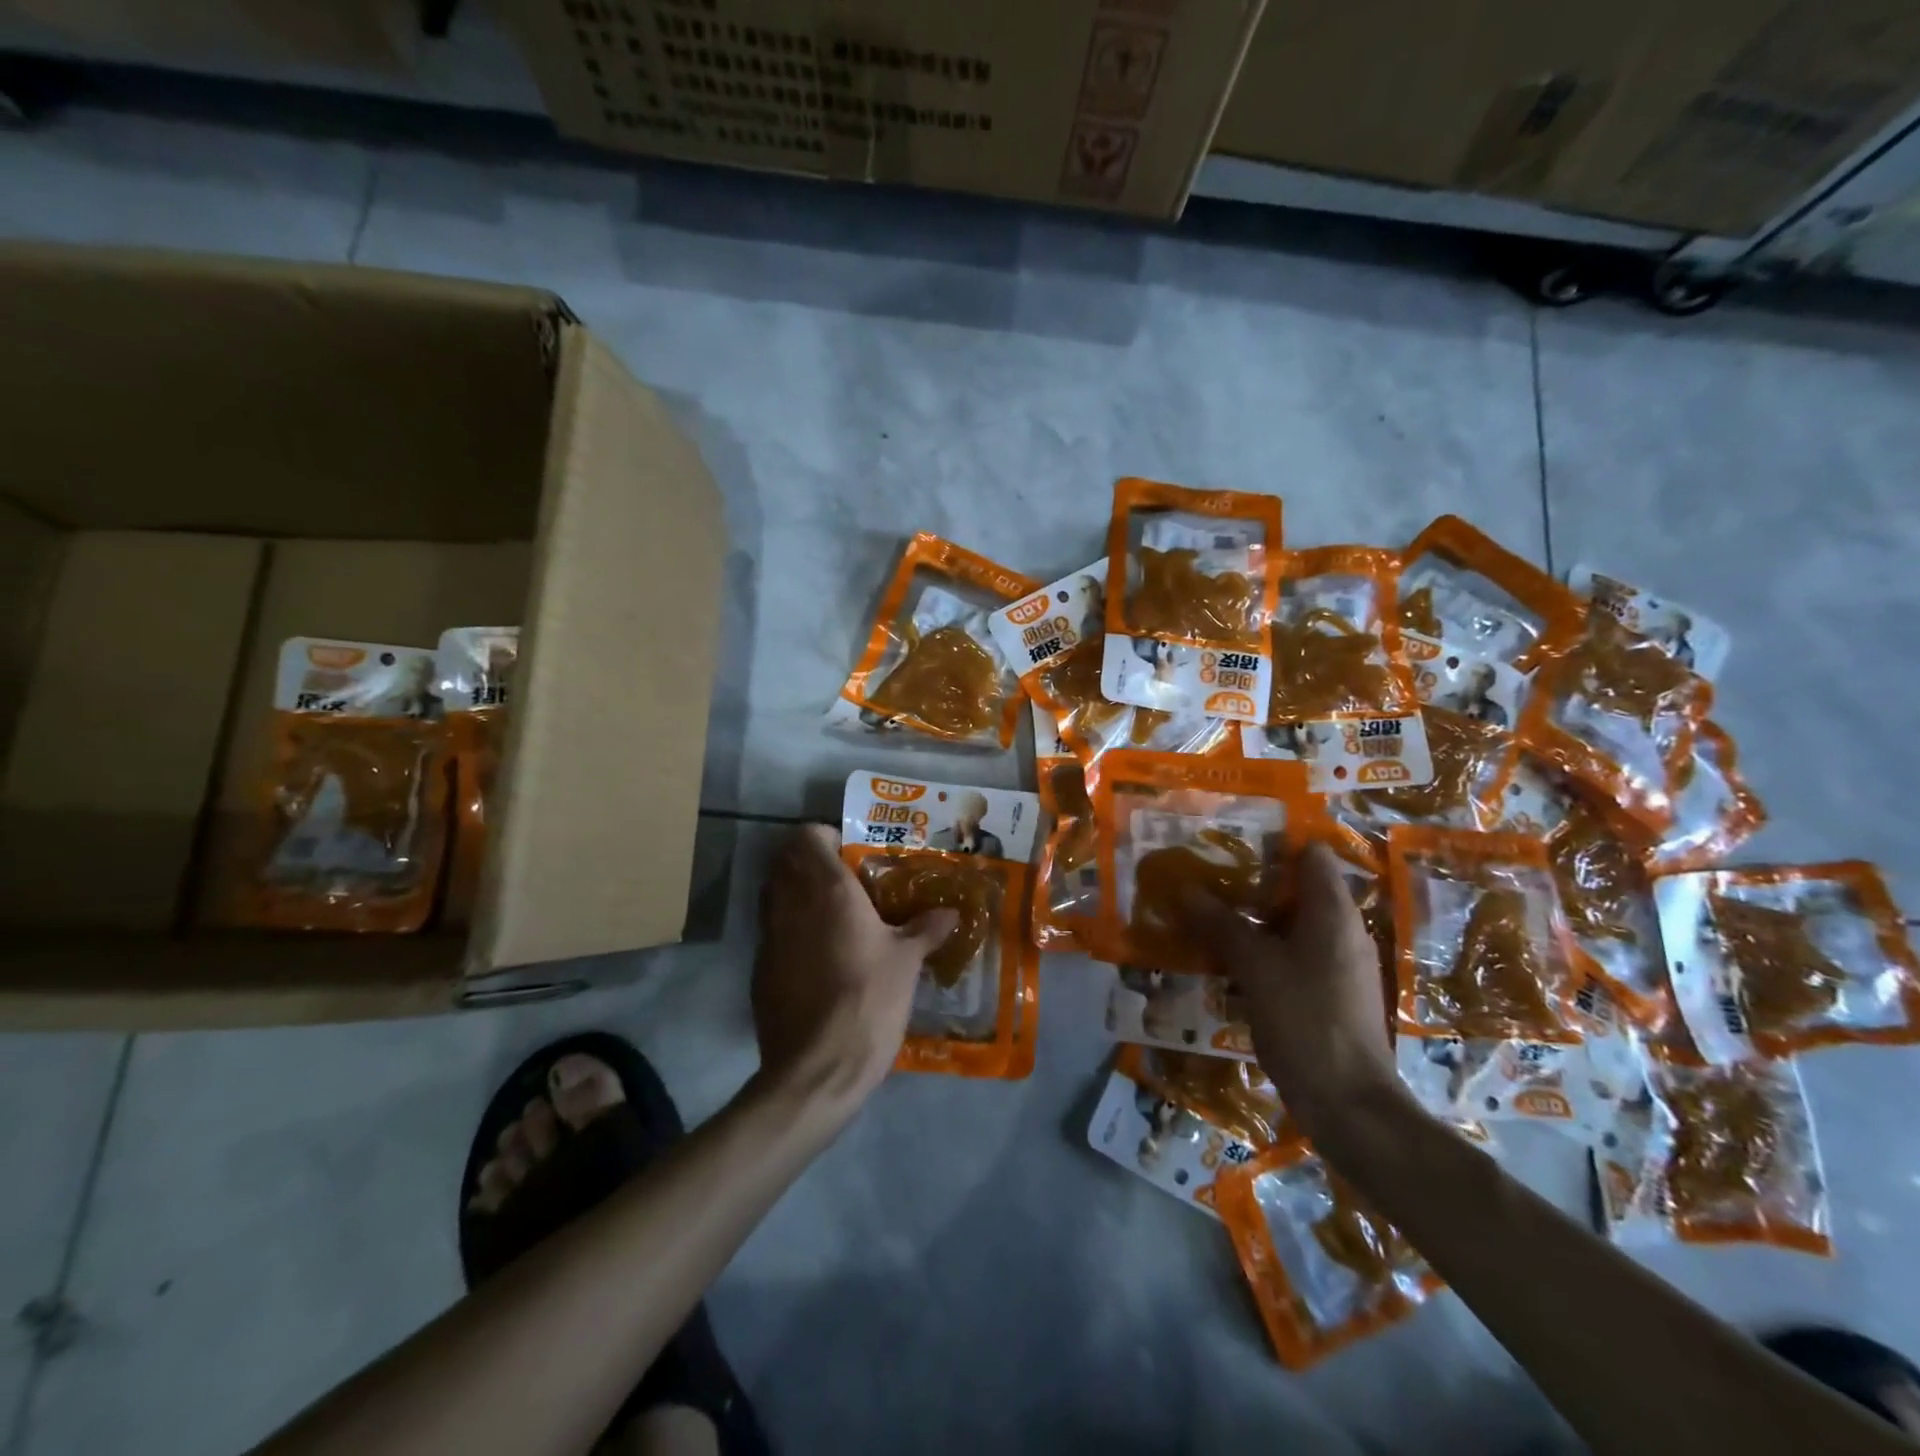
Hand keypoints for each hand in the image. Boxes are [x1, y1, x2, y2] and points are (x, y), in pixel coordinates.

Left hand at [752, 825, 958, 1114]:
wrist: (818, 1067)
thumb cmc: (868, 1000)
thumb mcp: (907, 963)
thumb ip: (926, 930)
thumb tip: (950, 913)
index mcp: (827, 890)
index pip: (807, 836)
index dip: (824, 836)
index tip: (850, 852)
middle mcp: (790, 903)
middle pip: (785, 860)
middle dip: (809, 861)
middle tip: (843, 879)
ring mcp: (768, 936)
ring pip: (773, 894)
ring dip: (795, 892)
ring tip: (831, 913)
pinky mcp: (759, 969)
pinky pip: (771, 931)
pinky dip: (788, 928)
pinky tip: (816, 955)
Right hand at [1178, 842, 1397, 1139]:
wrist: (1350, 1105)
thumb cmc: (1306, 1021)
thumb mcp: (1255, 967)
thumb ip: (1221, 923)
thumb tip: (1184, 887)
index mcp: (1333, 912)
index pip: (1310, 853)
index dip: (1272, 840)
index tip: (1229, 838)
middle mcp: (1343, 930)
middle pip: (1297, 887)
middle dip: (1251, 880)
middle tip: (1204, 874)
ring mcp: (1339, 964)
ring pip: (1291, 924)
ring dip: (1252, 918)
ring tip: (1205, 912)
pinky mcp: (1330, 993)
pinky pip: (1293, 955)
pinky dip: (1263, 949)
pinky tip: (1227, 959)